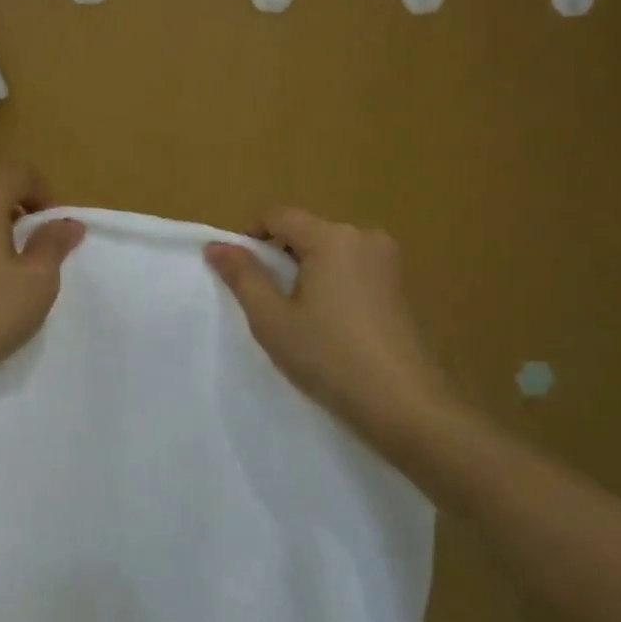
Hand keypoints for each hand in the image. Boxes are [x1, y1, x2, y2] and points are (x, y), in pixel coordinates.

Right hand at [206, 210, 441, 442]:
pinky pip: (352, 269)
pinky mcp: (399, 286)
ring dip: (306, 272)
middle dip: (280, 257)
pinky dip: (332, 284)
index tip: (239, 274)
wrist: (404, 405)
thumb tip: (216, 245)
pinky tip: (330, 324)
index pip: (278, 216)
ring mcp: (387, 261)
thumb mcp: (272, 318)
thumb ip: (243, 276)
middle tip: (266, 302)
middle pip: (306, 231)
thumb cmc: (329, 357)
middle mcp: (364, 236)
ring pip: (329, 251)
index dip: (251, 237)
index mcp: (332, 237)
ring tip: (297, 317)